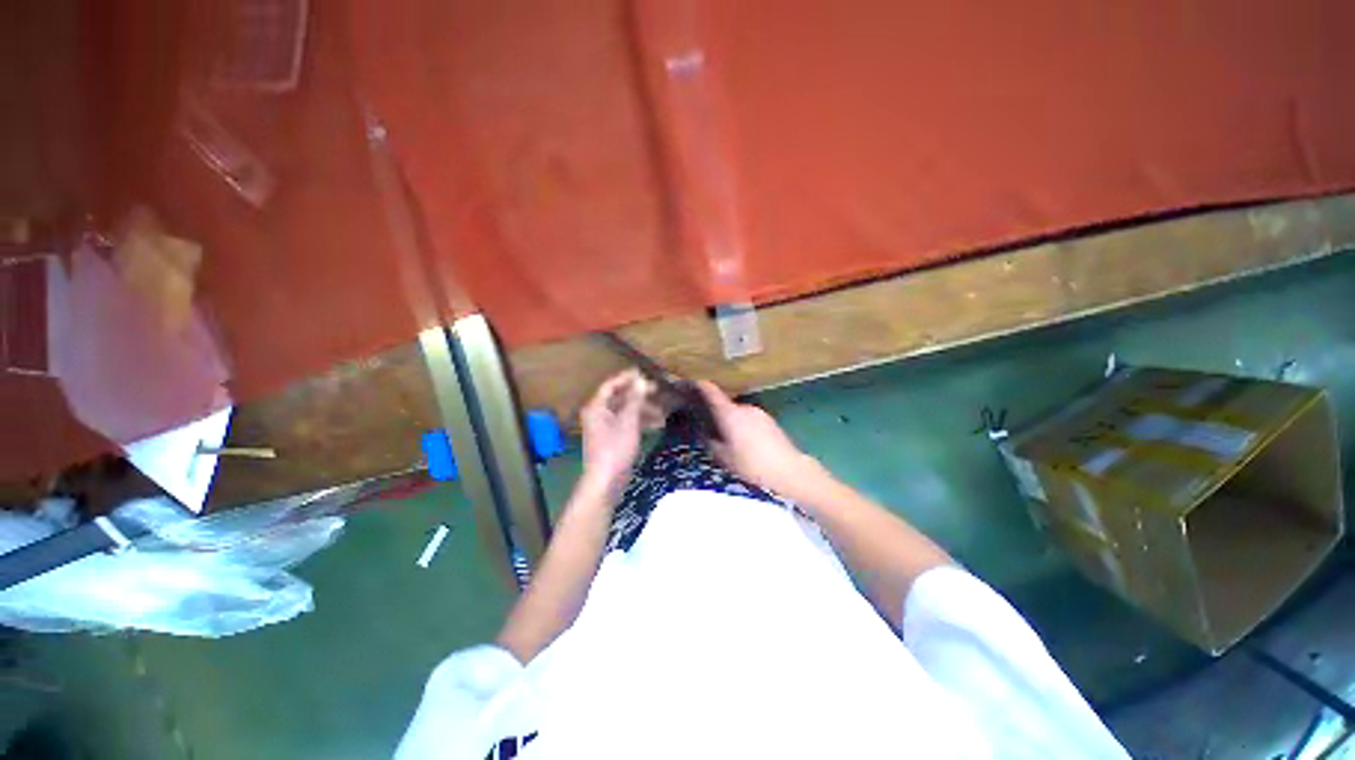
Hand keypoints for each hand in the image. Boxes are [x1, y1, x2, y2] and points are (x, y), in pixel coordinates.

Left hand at [580, 369, 661, 494]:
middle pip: (620, 399)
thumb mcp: (628, 422)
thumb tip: (641, 380)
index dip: (627, 378)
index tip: (644, 373)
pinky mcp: (613, 439)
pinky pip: (627, 424)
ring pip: (625, 412)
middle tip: (658, 391)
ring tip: (663, 413)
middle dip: (639, 396)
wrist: (607, 482)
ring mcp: (605, 428)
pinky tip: (657, 425)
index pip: (611, 386)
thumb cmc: (615, 449)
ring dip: (643, 410)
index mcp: (597, 407)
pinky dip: (640, 422)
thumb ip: (635, 400)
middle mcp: (599, 415)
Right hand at [697, 381, 820, 498]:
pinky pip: (751, 420)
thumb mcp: (724, 458)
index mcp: (730, 414)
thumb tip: (706, 434)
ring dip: (732, 422)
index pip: (712, 393)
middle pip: (726, 406)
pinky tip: (747, 444)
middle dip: (717, 414)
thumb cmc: (751, 464)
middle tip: (709, 428)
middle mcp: (745, 408)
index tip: (691, 382)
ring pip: (739, 414)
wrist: (788, 470)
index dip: (700, 386)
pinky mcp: (771, 421)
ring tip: (730, 440)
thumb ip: (711, 443)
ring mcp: (760, 413)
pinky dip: (744, 427)